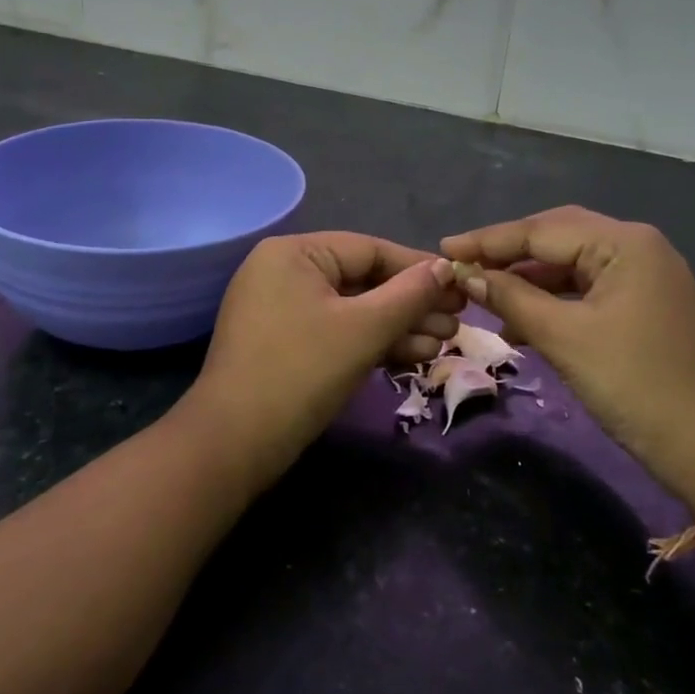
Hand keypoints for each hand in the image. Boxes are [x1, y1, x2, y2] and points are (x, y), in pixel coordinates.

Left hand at [189, 233, 461, 478]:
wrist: (234, 444)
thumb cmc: (301, 371)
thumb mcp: (363, 329)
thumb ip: (409, 294)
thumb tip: (445, 267)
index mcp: (295, 253)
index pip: (370, 249)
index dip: (418, 268)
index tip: (460, 284)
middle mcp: (285, 271)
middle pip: (363, 279)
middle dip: (412, 303)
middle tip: (457, 322)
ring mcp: (282, 309)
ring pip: (353, 309)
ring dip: (398, 326)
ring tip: (443, 342)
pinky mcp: (286, 343)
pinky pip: (337, 330)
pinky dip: (372, 341)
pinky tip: (413, 355)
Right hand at [441, 206, 694, 510]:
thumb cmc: (634, 384)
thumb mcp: (564, 338)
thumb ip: (511, 298)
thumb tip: (464, 273)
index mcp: (625, 243)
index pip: (542, 229)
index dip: (489, 240)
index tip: (444, 248)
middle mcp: (637, 247)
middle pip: (558, 237)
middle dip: (508, 252)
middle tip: (460, 264)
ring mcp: (644, 276)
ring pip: (571, 264)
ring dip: (528, 278)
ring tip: (482, 292)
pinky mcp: (644, 305)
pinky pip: (587, 289)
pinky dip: (552, 299)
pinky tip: (519, 319)